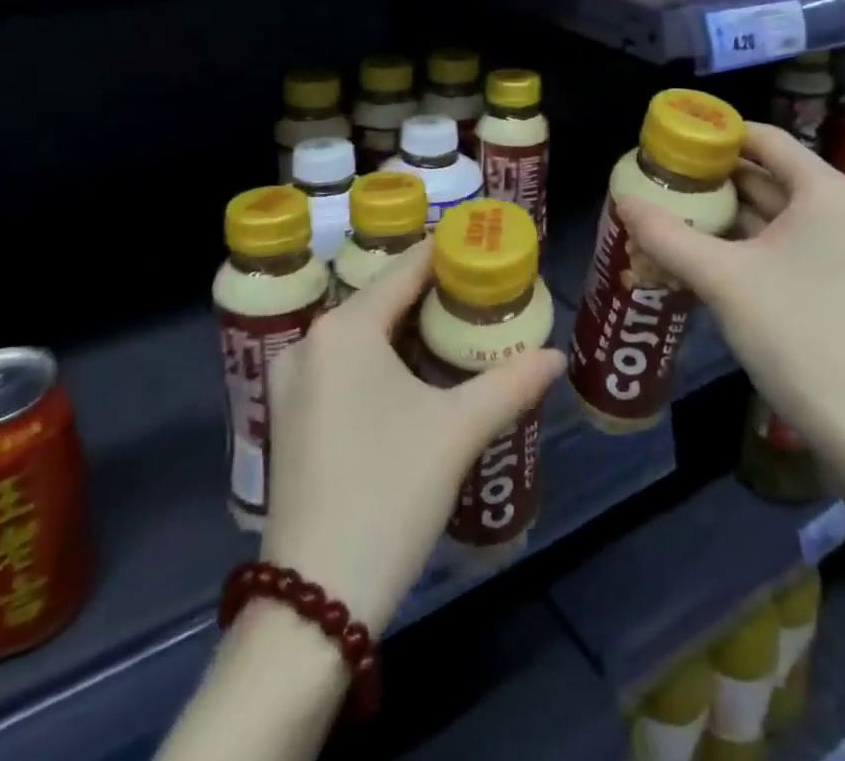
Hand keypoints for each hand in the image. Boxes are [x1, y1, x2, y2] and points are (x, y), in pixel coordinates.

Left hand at [260, 243, 565, 632]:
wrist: (314, 602)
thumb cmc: (389, 494)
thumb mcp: (457, 432)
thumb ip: (510, 384)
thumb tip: (555, 356)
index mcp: (344, 329)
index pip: (405, 269)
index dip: (446, 251)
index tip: (483, 243)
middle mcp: (310, 342)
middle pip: (381, 297)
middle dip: (431, 291)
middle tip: (482, 288)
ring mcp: (292, 381)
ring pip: (360, 333)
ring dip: (406, 325)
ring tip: (458, 323)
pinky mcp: (289, 415)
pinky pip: (342, 363)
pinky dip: (380, 356)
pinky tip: (414, 371)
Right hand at [616, 123, 844, 463]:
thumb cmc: (794, 334)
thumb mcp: (720, 279)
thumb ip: (667, 234)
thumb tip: (622, 200)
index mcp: (827, 192)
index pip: (767, 139)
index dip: (719, 135)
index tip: (675, 142)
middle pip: (773, 175)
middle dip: (718, 179)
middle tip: (666, 180)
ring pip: (781, 214)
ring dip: (733, 213)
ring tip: (679, 212)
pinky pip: (793, 243)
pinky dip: (754, 242)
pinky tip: (712, 252)